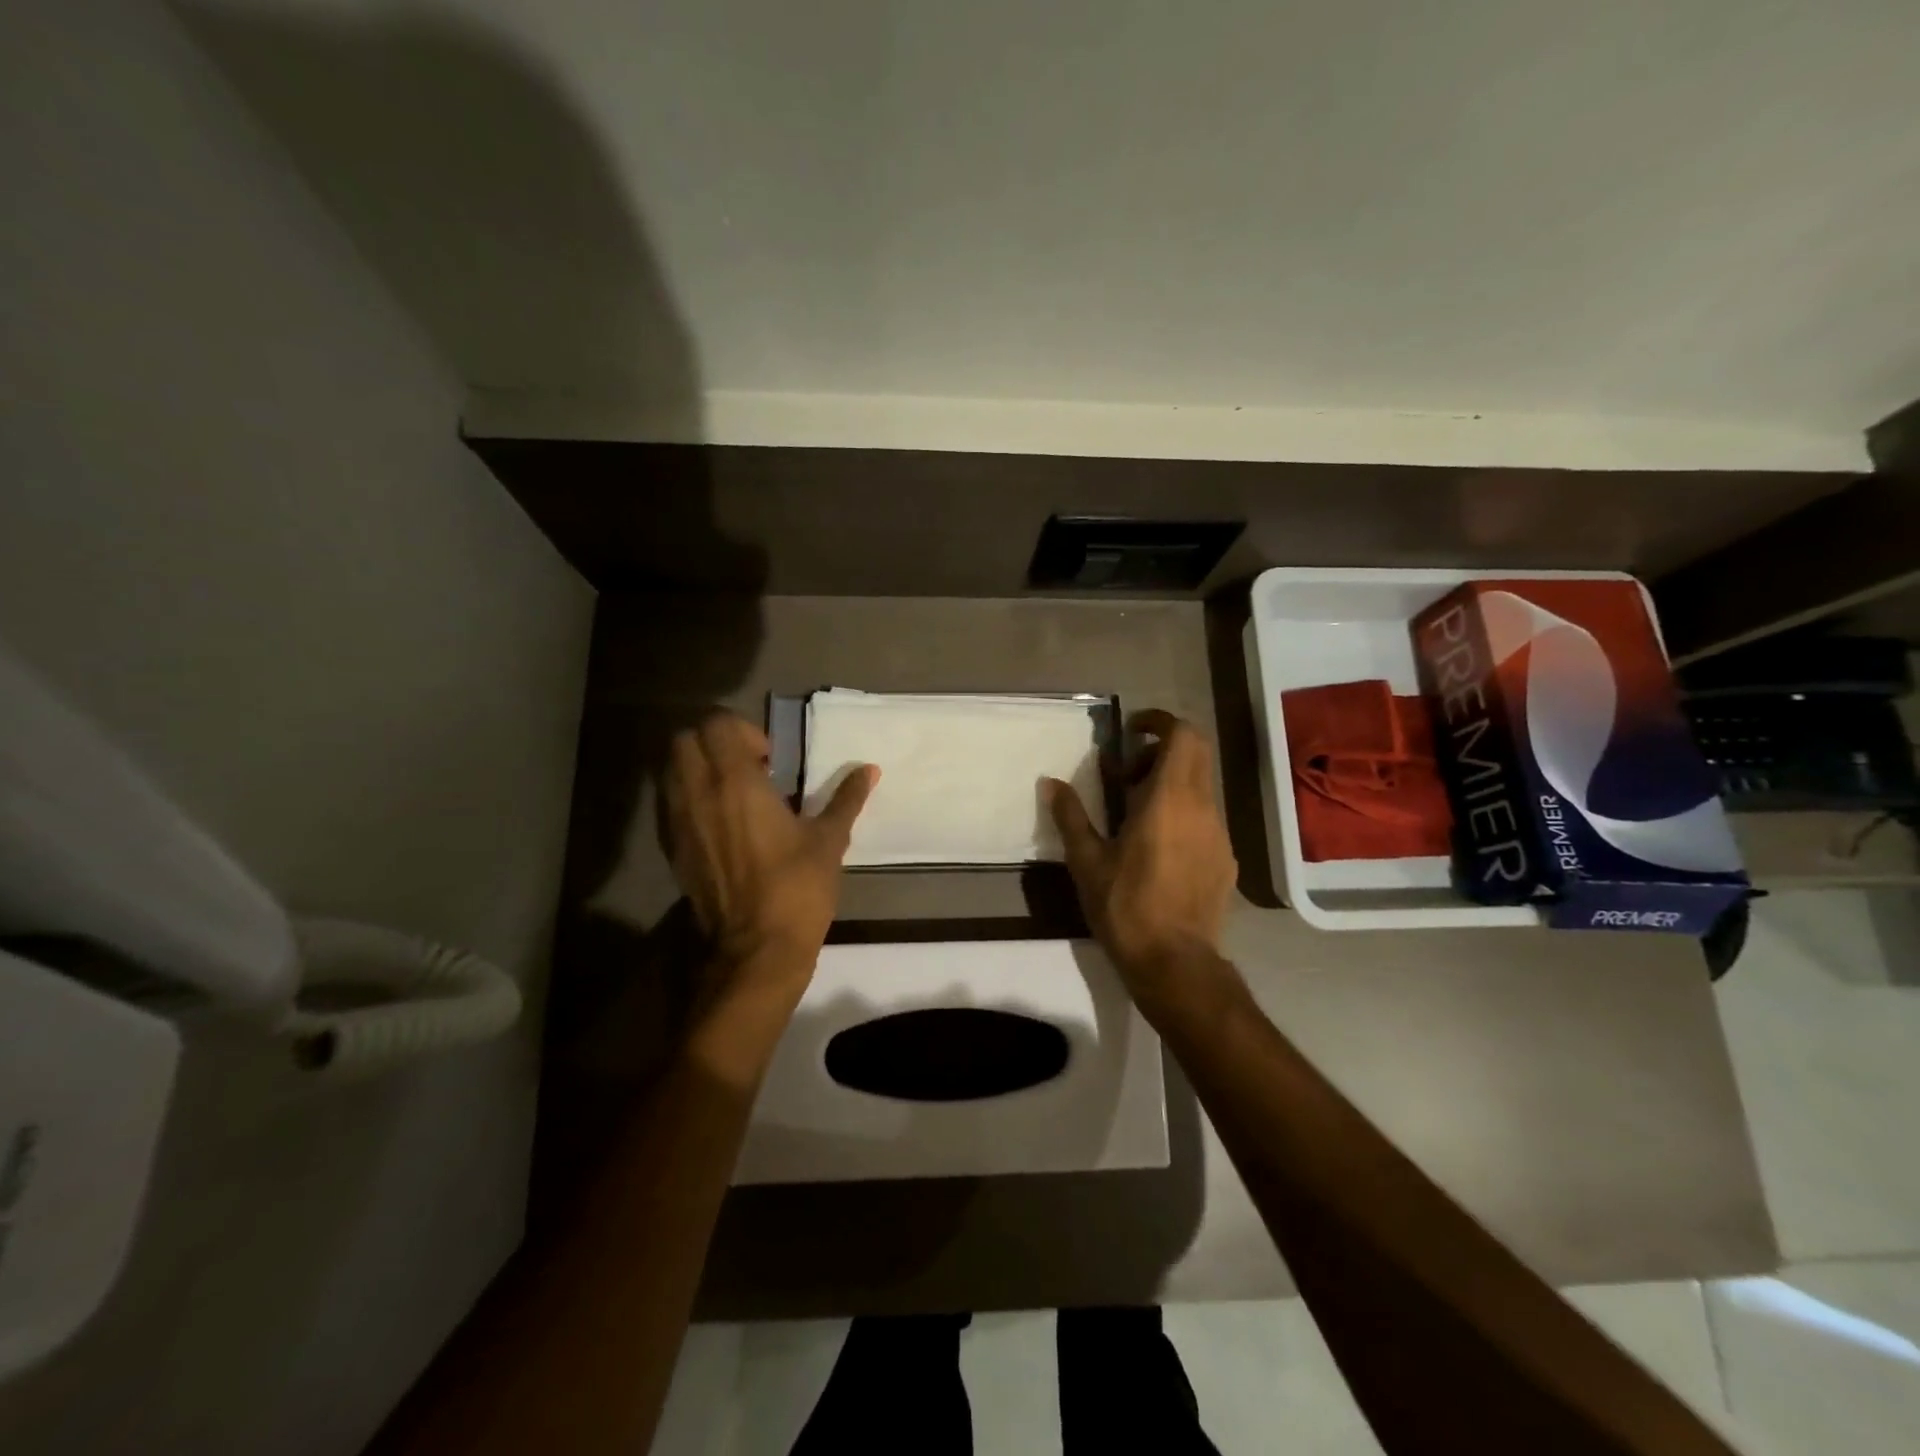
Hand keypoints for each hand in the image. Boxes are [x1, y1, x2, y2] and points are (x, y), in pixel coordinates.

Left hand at [665, 712, 877, 992]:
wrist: (755, 949)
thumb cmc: (797, 889)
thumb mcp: (829, 840)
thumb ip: (846, 798)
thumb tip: (870, 769)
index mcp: (737, 783)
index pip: (717, 725)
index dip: (742, 731)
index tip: (770, 760)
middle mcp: (699, 793)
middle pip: (685, 739)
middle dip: (713, 742)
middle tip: (748, 768)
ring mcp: (680, 822)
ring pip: (671, 769)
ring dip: (698, 767)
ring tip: (734, 793)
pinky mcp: (673, 849)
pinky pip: (671, 803)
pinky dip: (689, 796)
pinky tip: (721, 822)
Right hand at [1045, 710, 1236, 1004]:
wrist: (1176, 963)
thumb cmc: (1126, 906)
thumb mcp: (1087, 861)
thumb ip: (1070, 815)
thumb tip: (1049, 782)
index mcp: (1169, 799)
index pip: (1183, 735)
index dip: (1159, 723)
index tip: (1132, 731)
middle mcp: (1202, 808)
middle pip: (1197, 753)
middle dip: (1163, 749)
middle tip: (1128, 772)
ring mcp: (1219, 834)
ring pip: (1201, 786)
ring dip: (1171, 783)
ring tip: (1136, 813)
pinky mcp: (1225, 859)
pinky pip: (1206, 818)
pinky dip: (1183, 812)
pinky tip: (1158, 847)